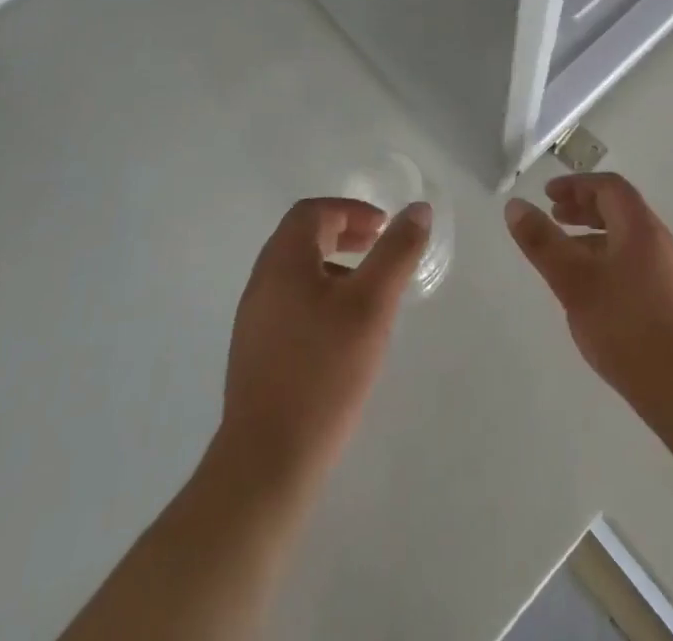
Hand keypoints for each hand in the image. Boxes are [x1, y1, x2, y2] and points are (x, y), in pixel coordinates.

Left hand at [217, 197, 429, 488]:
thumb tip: (418, 209)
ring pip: (296, 273)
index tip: (383, 227)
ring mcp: (254, 321)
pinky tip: (344, 333)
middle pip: (300, 238)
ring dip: (333, 266)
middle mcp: (261, 283)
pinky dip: (320, 296)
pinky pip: (290, 303)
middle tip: (378, 247)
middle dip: (343, 233)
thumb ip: (396, 252)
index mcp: (282, 262)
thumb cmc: (324, 372)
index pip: (312, 212)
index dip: (350, 210)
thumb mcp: (372, 305)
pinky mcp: (255, 354)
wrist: (267, 463)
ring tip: (369, 291)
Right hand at [505, 174, 672, 415]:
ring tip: (567, 258)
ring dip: (595, 239)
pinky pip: (635, 266)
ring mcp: (671, 275)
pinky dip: (608, 263)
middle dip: (584, 209)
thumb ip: (543, 243)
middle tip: (554, 218)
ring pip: (627, 241)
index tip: (548, 196)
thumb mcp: (575, 282)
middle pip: (620, 211)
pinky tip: (594, 296)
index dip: (577, 185)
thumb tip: (515, 205)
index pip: (609, 187)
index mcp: (641, 227)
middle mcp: (660, 243)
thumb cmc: (629, 327)